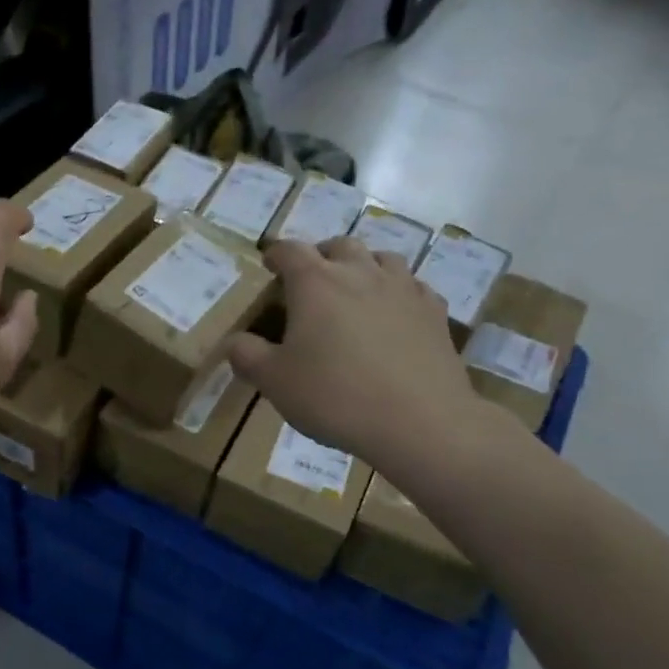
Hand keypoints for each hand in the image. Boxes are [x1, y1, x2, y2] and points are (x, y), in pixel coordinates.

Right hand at [228, 238, 487, 473]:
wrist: (419, 422)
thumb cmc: (335, 396)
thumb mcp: (274, 381)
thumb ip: (247, 356)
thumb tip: (234, 341)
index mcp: (315, 283)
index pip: (289, 251)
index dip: (275, 254)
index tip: (268, 264)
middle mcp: (360, 273)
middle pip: (339, 246)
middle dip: (321, 255)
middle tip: (310, 279)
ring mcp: (403, 289)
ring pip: (382, 258)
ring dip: (363, 266)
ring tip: (354, 289)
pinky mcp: (434, 312)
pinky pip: (413, 286)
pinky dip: (398, 291)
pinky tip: (394, 313)